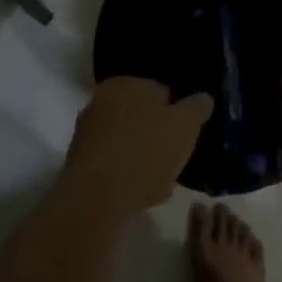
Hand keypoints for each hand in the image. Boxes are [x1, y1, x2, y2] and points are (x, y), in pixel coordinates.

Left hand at [64, 78, 212, 218]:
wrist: (97, 199)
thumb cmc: (146, 152)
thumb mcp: (186, 125)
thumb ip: (197, 107)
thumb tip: (203, 98)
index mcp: (125, 83)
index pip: (161, 92)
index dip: (177, 114)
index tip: (186, 136)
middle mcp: (100, 101)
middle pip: (142, 117)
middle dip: (158, 136)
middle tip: (174, 159)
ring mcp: (86, 132)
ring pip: (128, 142)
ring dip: (143, 158)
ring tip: (160, 182)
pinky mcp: (78, 163)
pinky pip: (113, 164)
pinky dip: (126, 174)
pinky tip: (140, 194)